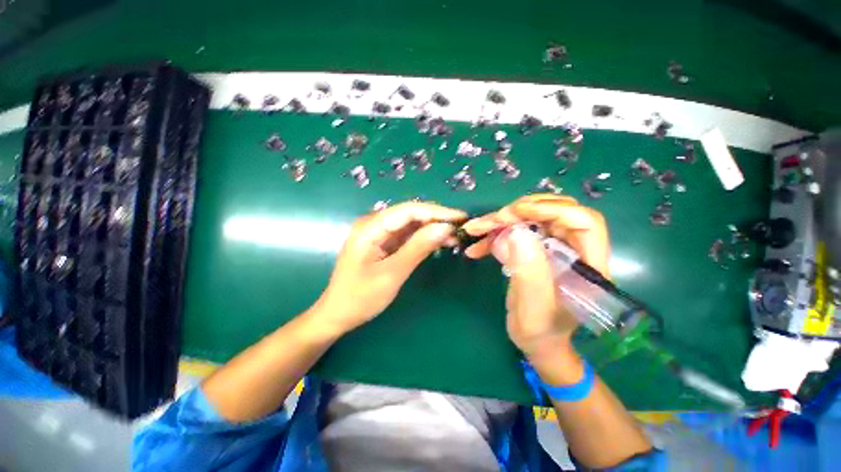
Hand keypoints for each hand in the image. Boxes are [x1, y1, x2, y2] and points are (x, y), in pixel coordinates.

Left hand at [313, 202, 465, 335]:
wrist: (338, 315)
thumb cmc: (360, 297)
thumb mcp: (392, 274)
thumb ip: (418, 248)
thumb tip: (445, 228)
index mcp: (370, 227)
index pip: (409, 210)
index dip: (436, 211)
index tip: (461, 217)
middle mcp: (374, 224)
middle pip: (410, 214)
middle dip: (436, 219)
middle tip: (462, 228)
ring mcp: (379, 233)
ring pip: (411, 225)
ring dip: (432, 229)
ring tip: (455, 237)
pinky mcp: (383, 243)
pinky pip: (407, 236)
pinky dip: (424, 239)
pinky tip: (439, 243)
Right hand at [462, 195, 609, 359]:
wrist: (536, 341)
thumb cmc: (541, 331)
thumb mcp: (534, 310)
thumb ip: (529, 273)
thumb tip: (516, 233)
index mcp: (587, 265)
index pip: (582, 221)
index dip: (551, 209)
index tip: (515, 213)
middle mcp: (574, 249)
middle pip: (552, 212)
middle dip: (518, 212)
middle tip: (490, 221)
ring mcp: (553, 247)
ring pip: (530, 218)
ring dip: (501, 221)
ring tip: (475, 230)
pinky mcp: (535, 250)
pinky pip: (516, 232)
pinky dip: (494, 235)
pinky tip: (477, 247)